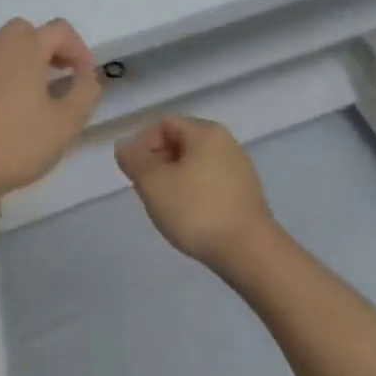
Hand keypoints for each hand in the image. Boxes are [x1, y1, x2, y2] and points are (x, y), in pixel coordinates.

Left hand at [0, 18, 101, 209]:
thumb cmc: (14, 144)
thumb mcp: (65, 124)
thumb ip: (85, 93)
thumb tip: (87, 76)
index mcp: (24, 48)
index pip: (60, 30)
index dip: (79, 49)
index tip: (84, 78)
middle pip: (25, 31)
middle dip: (46, 49)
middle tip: (58, 78)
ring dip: (18, 60)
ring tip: (28, 92)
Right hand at [114, 115, 279, 266]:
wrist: (249, 252)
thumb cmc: (196, 211)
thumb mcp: (153, 183)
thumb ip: (134, 159)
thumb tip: (125, 144)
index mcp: (205, 132)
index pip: (163, 123)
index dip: (142, 143)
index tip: (135, 173)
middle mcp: (226, 142)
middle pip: (179, 141)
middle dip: (157, 162)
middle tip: (147, 191)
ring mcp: (239, 168)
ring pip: (194, 163)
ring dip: (173, 179)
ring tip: (166, 207)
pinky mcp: (245, 192)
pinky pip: (209, 182)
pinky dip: (193, 192)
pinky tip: (189, 217)